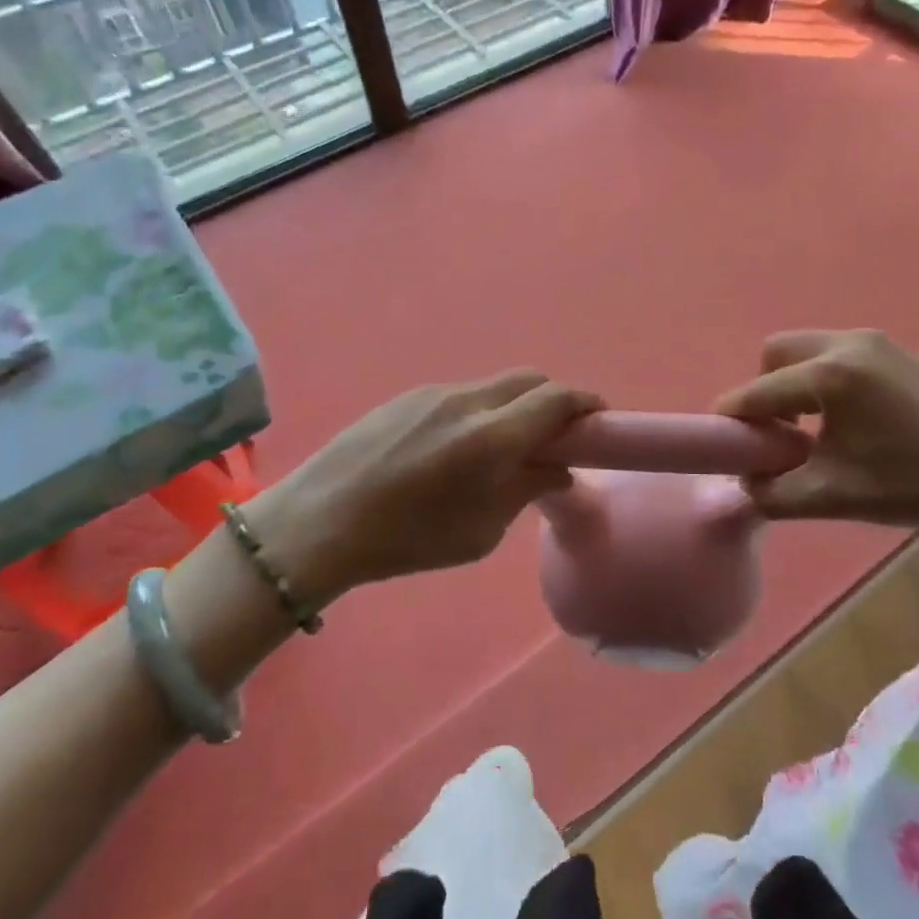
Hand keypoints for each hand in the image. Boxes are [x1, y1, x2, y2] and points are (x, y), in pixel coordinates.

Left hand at [244, 370, 602, 599]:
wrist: (320, 522)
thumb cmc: (407, 539)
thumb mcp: (481, 531)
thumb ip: (527, 489)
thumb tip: (558, 469)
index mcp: (493, 436)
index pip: (557, 398)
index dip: (585, 403)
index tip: (598, 421)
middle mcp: (469, 401)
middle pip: (530, 379)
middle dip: (554, 400)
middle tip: (556, 436)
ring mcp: (435, 393)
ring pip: (495, 385)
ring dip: (515, 406)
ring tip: (503, 447)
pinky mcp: (408, 396)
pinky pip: (462, 394)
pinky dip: (481, 410)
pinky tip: (458, 448)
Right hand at [714, 330, 918, 537]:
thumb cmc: (911, 485)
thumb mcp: (830, 496)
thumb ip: (771, 492)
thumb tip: (744, 480)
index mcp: (830, 375)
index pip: (759, 391)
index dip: (732, 417)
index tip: (720, 441)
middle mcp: (848, 344)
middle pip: (777, 352)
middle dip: (764, 389)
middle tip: (776, 432)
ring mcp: (875, 342)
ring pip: (807, 349)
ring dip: (793, 382)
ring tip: (810, 428)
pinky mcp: (894, 351)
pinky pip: (836, 353)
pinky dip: (821, 378)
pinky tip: (843, 418)